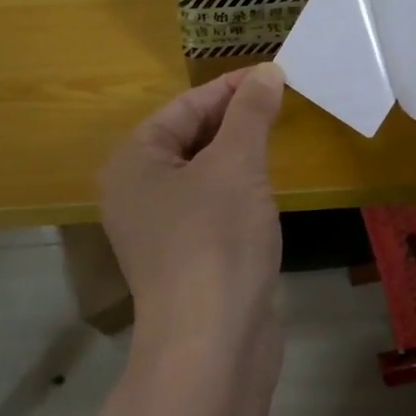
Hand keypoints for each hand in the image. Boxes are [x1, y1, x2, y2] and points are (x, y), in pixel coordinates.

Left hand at [98, 63, 285, 363]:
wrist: (212, 343)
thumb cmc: (215, 239)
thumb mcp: (236, 164)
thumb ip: (251, 113)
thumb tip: (268, 72)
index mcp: (133, 161)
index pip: (184, 107)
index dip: (230, 87)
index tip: (274, 73)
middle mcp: (137, 191)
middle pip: (190, 137)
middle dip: (235, 119)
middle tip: (282, 100)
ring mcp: (160, 228)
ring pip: (203, 172)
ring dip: (238, 152)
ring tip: (278, 132)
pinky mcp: (186, 256)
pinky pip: (212, 205)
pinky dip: (238, 187)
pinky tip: (265, 184)